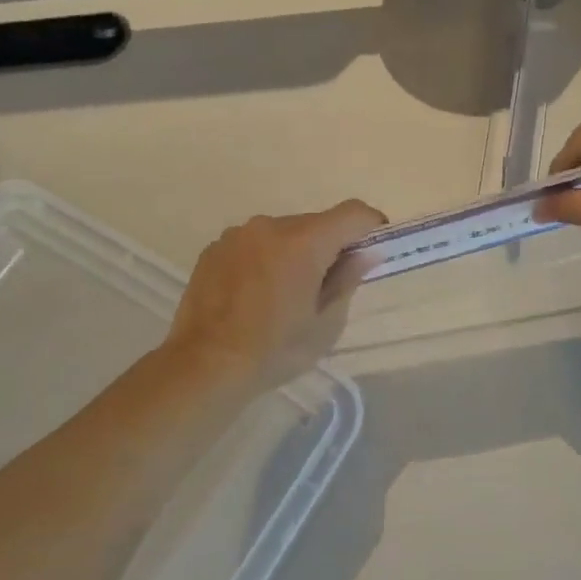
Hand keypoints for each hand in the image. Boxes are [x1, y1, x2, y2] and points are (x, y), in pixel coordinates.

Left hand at [165, 200, 385, 387]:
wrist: (205, 366)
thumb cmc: (275, 349)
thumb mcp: (325, 324)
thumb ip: (347, 280)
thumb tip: (366, 254)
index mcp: (304, 242)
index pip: (352, 213)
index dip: (371, 225)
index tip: (375, 248)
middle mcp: (270, 226)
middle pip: (315, 224)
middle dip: (329, 246)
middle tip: (326, 286)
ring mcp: (237, 236)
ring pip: (281, 234)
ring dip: (293, 253)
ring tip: (284, 295)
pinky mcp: (214, 250)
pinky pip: (252, 245)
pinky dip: (263, 260)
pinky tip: (254, 296)